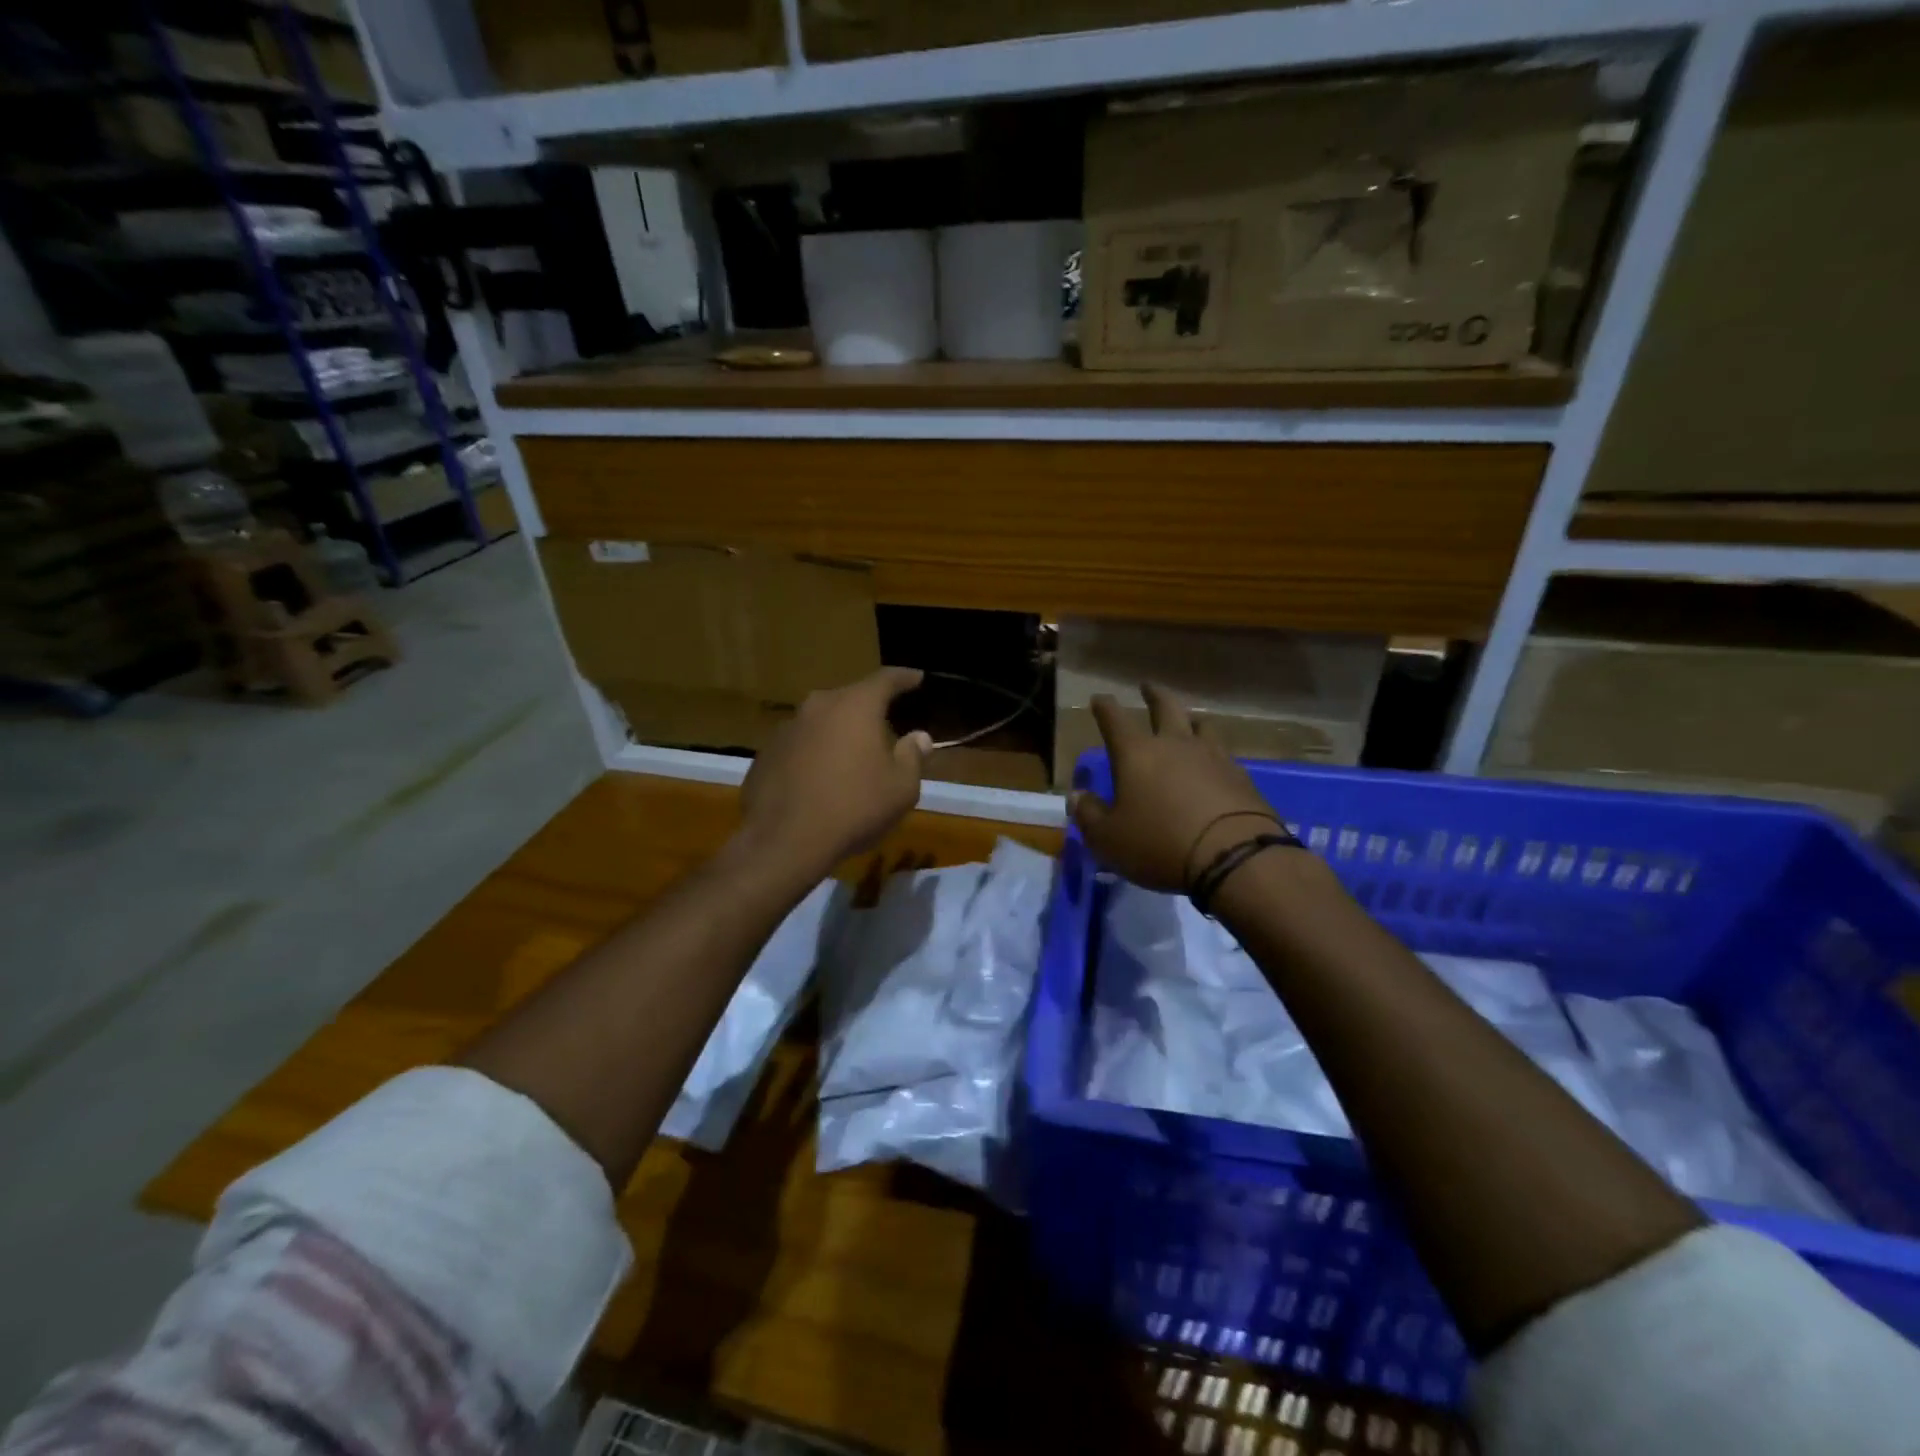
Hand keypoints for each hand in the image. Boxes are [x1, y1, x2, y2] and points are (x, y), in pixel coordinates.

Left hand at [739, 667, 932, 874]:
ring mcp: (787, 729)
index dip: (904, 678)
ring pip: (821, 722)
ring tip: (851, 756)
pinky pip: (799, 746)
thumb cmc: (854, 808)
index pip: (885, 679)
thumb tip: (919, 737)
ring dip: (838, 733)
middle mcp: (818, 707)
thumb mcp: (901, 788)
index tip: (916, 678)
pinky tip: (819, 781)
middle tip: (884, 723)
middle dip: (869, 708)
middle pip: (850, 698)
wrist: (784, 841)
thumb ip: (912, 756)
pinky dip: (813, 755)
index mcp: (855, 706)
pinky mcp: (765, 755)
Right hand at [1069, 684, 1277, 892]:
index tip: (1099, 699)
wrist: (1234, 857)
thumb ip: (1089, 815)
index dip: (1105, 708)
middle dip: (1153, 695)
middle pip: (1165, 707)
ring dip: (1190, 719)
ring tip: (1187, 720)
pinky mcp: (1241, 777)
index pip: (1115, 720)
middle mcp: (1175, 745)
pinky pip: (1223, 753)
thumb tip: (1078, 796)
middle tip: (1148, 686)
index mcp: (1137, 754)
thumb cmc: (1159, 843)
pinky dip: (1213, 752)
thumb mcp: (1108, 839)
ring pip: (1201, 725)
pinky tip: (1214, 762)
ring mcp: (1213, 757)